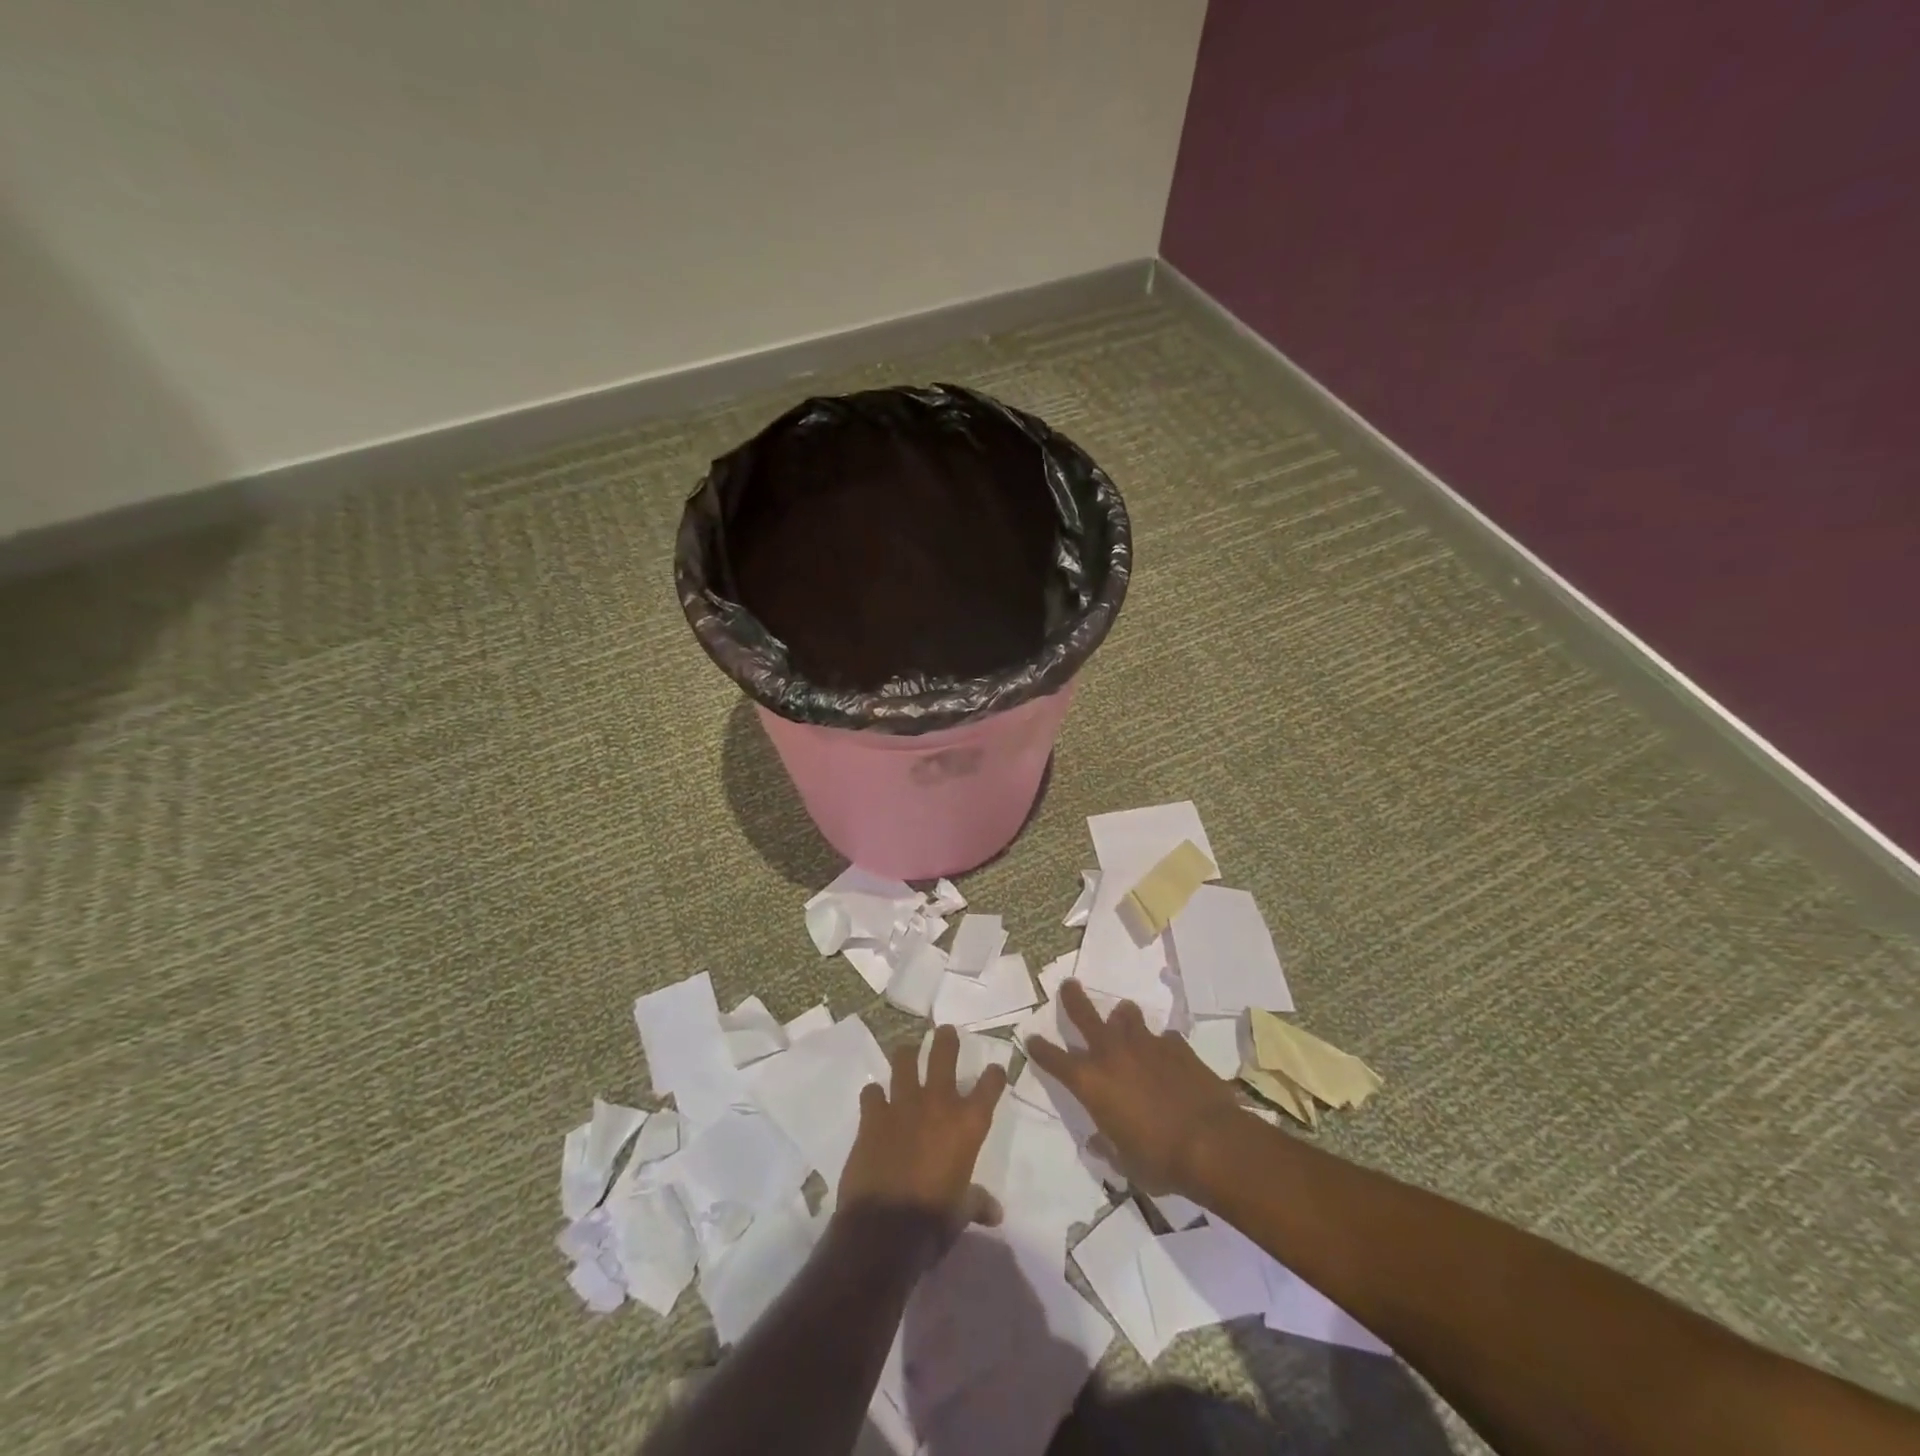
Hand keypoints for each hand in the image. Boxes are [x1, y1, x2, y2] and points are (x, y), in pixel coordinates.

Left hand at [837, 1026, 1007, 1234]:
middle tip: (945, 1031)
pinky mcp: (873, 1115)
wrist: (885, 1229)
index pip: (990, 1085)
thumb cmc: (934, 1220)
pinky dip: (874, 1094)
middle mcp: (938, 1104)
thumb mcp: (962, 1211)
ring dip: (907, 1054)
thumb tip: (995, 1212)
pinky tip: (875, 1099)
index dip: (994, 1075)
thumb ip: (977, 1202)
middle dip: (946, 1039)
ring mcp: (903, 1104)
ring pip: (904, 1061)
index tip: (995, 1070)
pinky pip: (872, 1092)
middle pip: (944, 1055)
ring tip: (908, 1050)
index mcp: (968, 1124)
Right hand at [1024, 979, 1246, 1193]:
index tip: (1032, 1039)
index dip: (1041, 1049)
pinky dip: (1161, 1044)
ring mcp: (1146, 1044)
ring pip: (1127, 1014)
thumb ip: (1107, 1146)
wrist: (1211, 1142)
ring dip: (1123, 1017)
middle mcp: (1112, 1054)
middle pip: (1084, 1015)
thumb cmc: (1159, 1160)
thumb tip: (1096, 1142)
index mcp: (1091, 1083)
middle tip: (1068, 985)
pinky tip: (1168, 1056)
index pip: (1054, 1060)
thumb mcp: (1125, 1163)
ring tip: (1125, 1019)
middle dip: (1073, 999)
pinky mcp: (1176, 1045)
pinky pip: (1163, 1037)